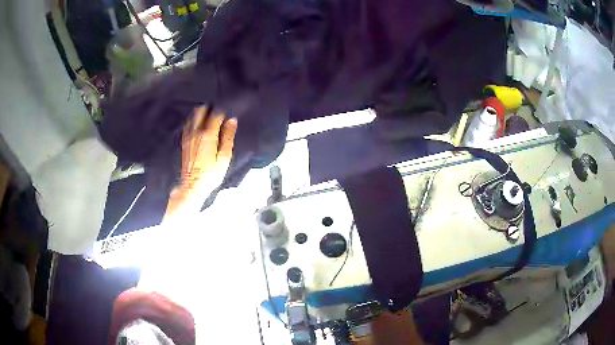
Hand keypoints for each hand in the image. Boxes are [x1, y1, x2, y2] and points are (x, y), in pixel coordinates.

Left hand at [165, 106, 237, 216]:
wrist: (192, 186)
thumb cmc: (211, 174)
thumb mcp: (224, 157)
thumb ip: (228, 137)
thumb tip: (232, 120)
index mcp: (208, 134)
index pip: (216, 115)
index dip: (223, 111)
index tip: (228, 112)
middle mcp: (196, 132)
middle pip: (201, 112)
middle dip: (209, 108)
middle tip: (216, 111)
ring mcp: (188, 137)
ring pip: (192, 117)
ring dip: (200, 114)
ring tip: (207, 116)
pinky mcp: (184, 143)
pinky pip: (187, 126)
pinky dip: (193, 122)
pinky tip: (196, 125)